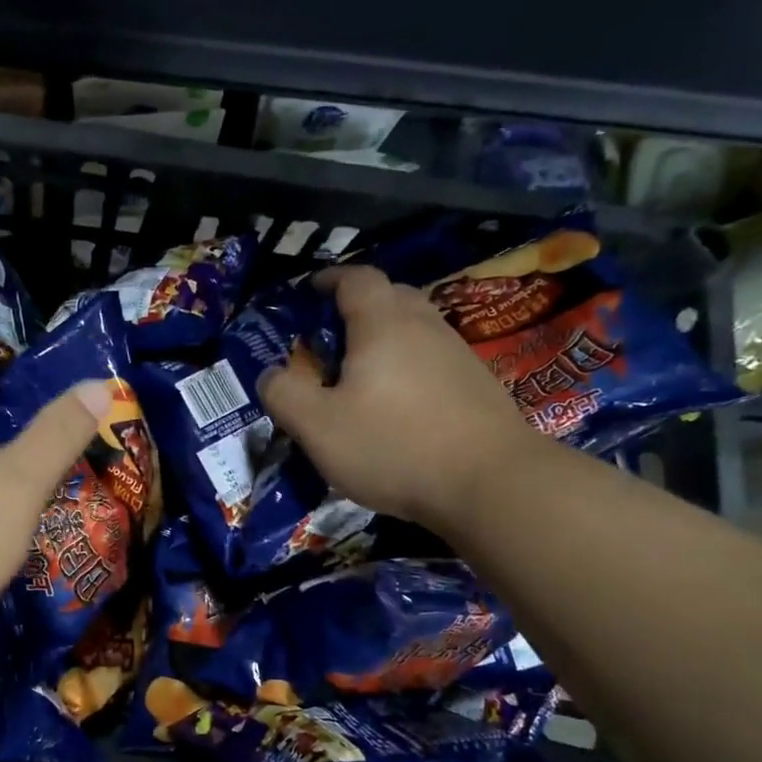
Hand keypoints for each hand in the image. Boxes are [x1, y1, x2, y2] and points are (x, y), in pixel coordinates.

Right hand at [257, 265, 539, 528]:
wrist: (491, 484)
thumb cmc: (394, 446)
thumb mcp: (318, 426)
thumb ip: (284, 394)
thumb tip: (269, 374)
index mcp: (383, 323)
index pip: (356, 278)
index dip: (330, 278)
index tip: (310, 290)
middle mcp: (425, 326)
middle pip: (391, 296)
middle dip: (358, 306)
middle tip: (332, 336)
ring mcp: (458, 355)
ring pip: (415, 329)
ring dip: (386, 339)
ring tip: (362, 373)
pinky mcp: (478, 386)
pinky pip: (434, 359)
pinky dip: (410, 366)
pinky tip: (399, 403)